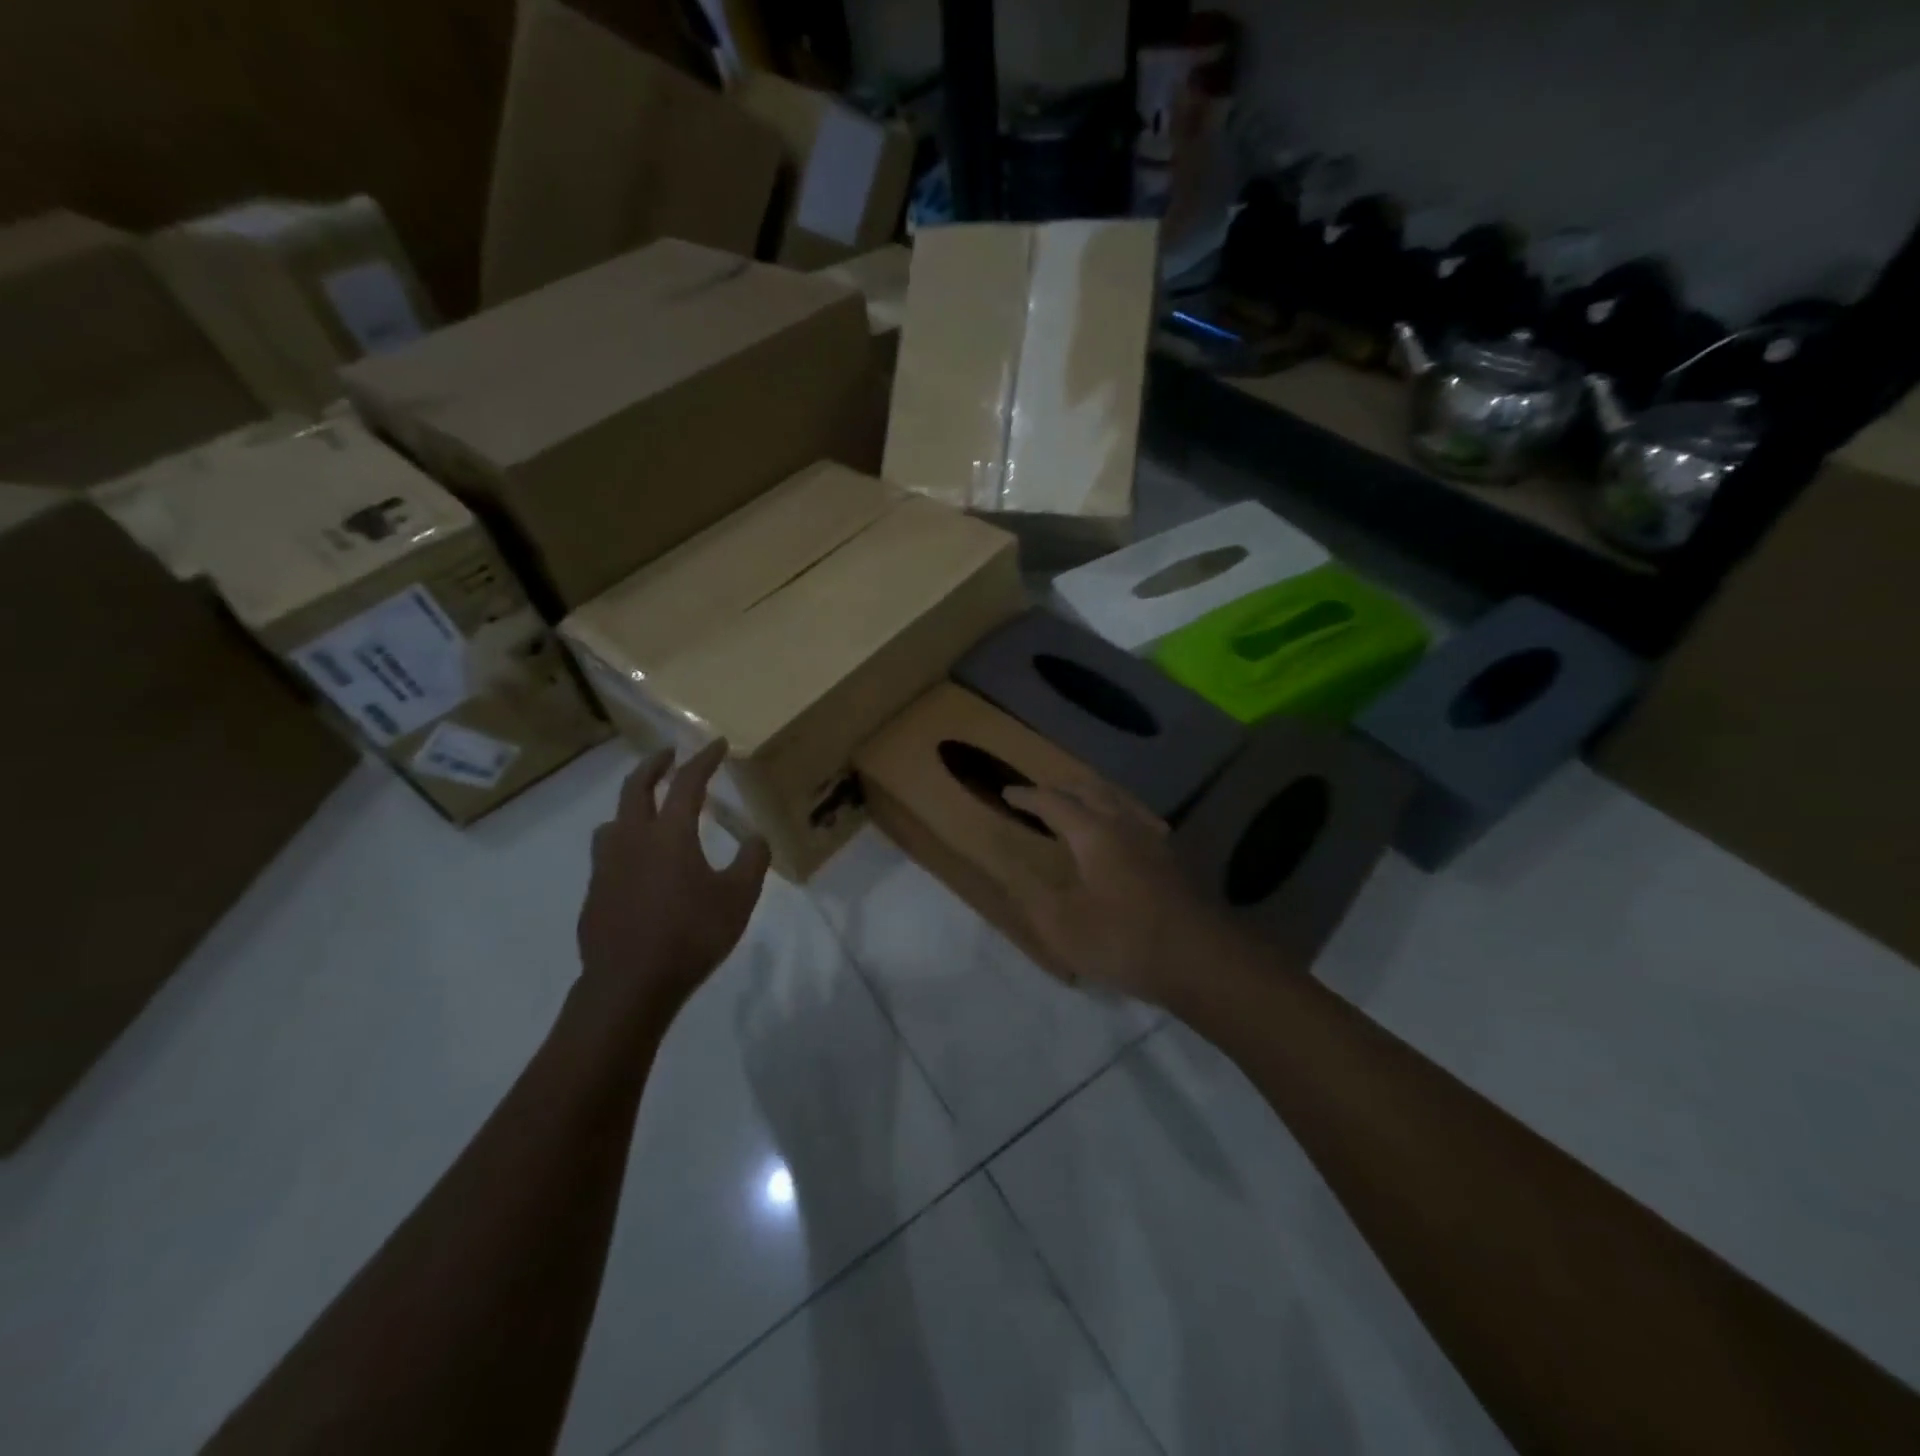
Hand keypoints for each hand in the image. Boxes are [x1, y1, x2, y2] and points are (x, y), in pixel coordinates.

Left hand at [576, 742, 770, 1027]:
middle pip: (636, 787)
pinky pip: (608, 852)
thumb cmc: (690, 936)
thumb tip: (756, 837)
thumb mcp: (738, 898)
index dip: (703, 760)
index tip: (716, 744)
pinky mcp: (595, 892)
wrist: (629, 985)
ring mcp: (607, 866)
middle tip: (669, 755)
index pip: (687, 783)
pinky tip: (638, 864)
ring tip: (649, 811)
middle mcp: (633, 839)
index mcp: (669, 834)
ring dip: (633, 804)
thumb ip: (752, 861)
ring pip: (614, 820)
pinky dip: (625, 841)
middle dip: (655, 765)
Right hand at [1002, 780, 1254, 1007]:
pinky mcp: (1173, 855)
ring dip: (1092, 793)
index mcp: (1094, 833)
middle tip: (1040, 793)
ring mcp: (1154, 836)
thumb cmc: (1124, 940)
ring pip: (1118, 797)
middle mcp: (1125, 823)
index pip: (1053, 802)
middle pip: (1090, 789)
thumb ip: (1033, 895)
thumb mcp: (1063, 927)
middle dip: (1061, 787)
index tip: (1007, 792)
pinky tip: (1122, 828)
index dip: (1028, 796)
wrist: (1201, 959)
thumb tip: (1013, 869)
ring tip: (1077, 802)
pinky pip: (1138, 814)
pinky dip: (1118, 809)